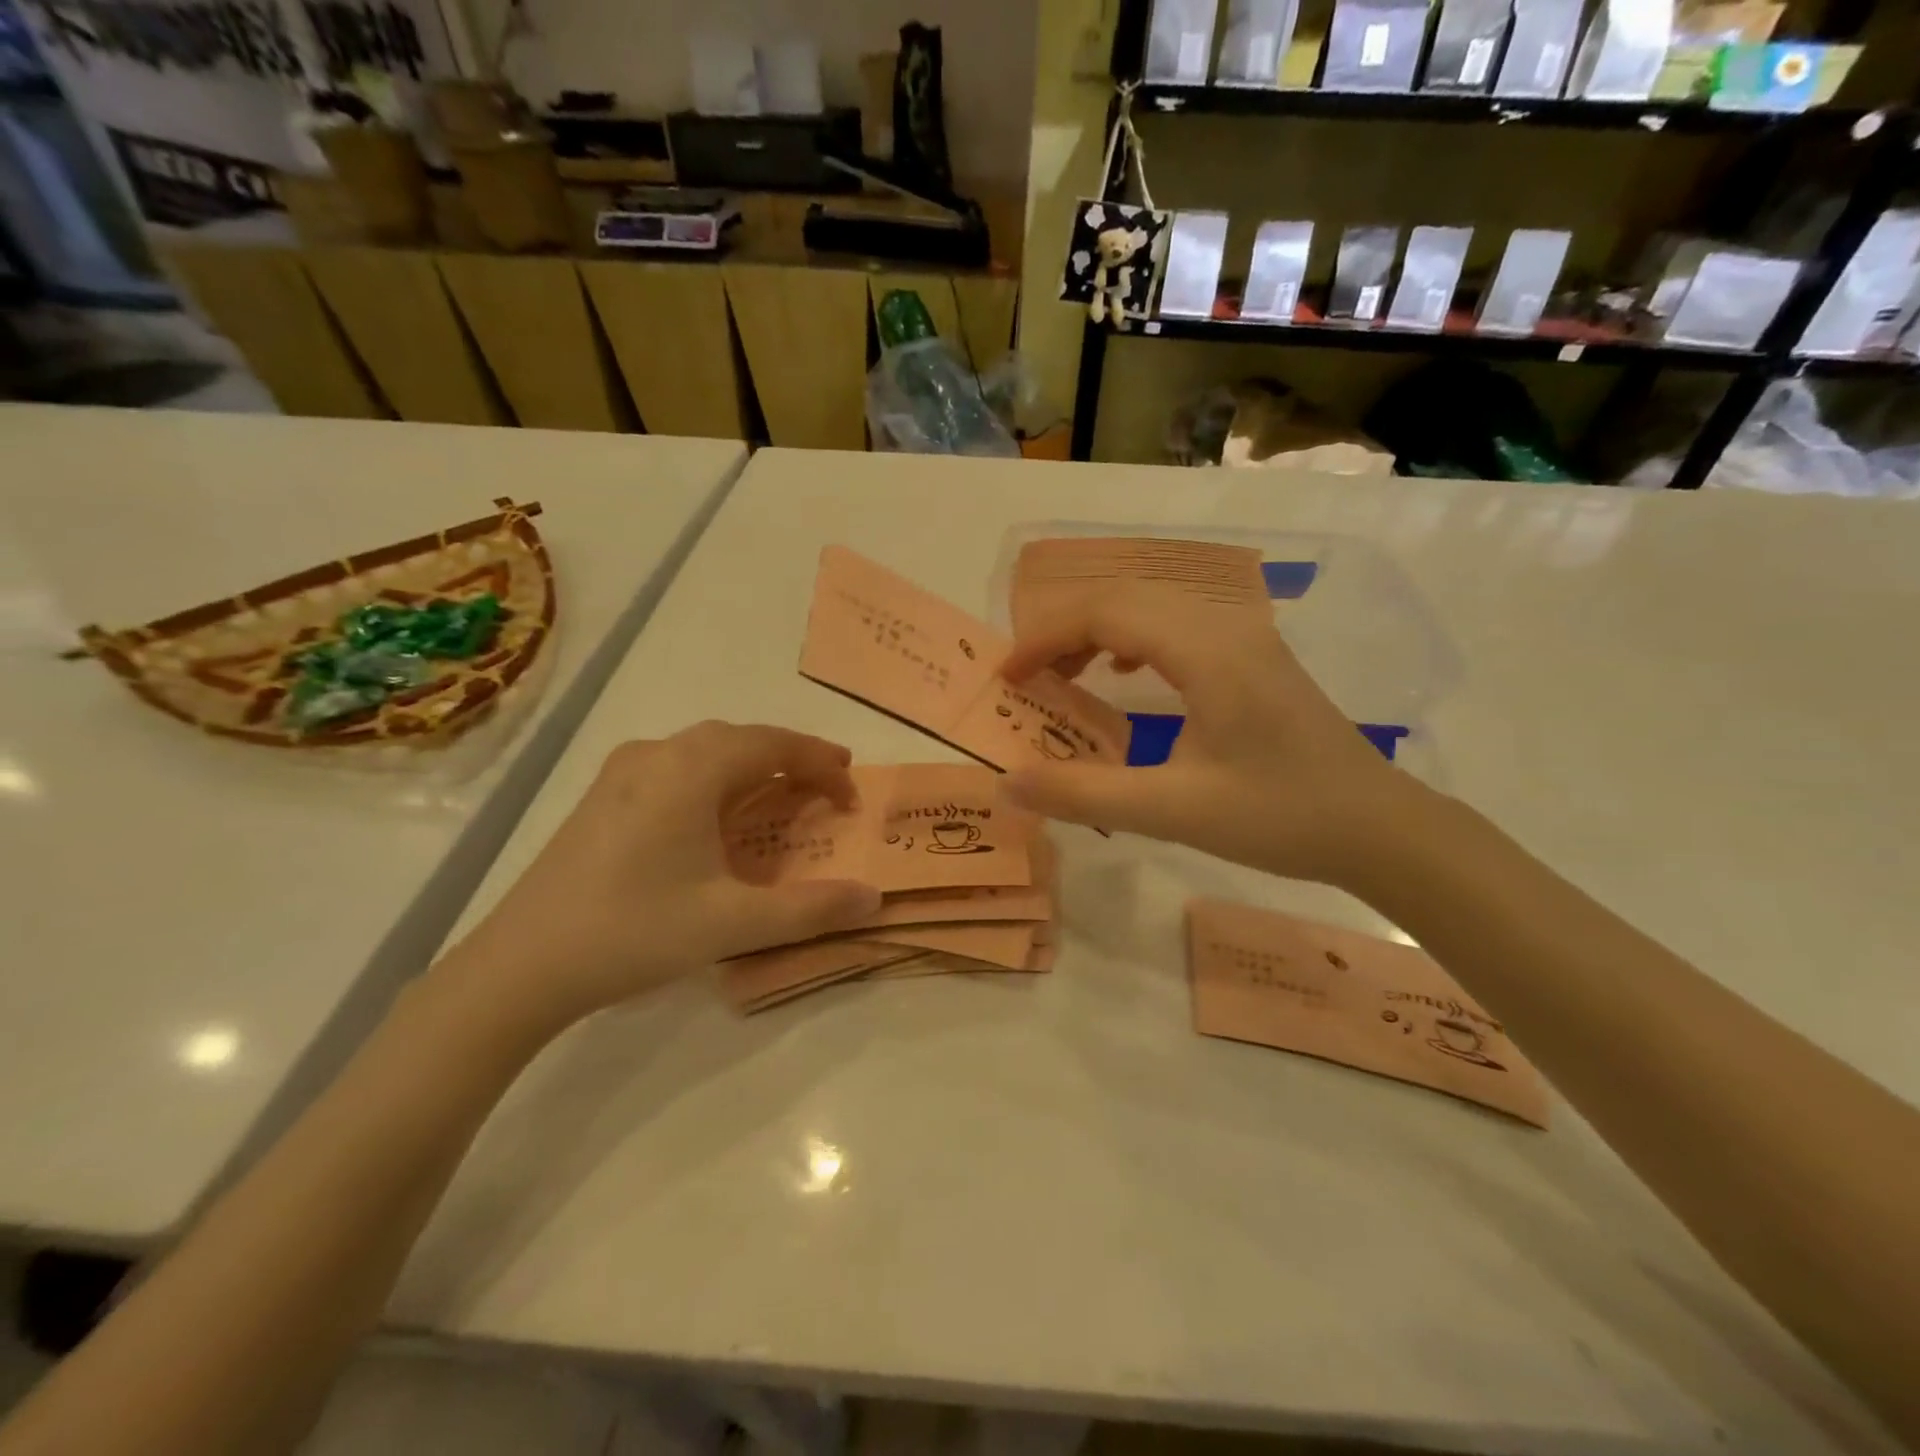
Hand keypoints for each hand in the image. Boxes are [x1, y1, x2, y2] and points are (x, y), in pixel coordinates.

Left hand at [443, 722, 881, 1026]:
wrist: (520, 966)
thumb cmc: (634, 931)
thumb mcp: (733, 924)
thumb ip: (811, 909)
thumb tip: (874, 898)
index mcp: (691, 770)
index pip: (775, 745)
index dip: (821, 764)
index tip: (853, 794)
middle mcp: (657, 754)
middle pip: (741, 739)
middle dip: (791, 758)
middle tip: (828, 787)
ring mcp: (623, 772)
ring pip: (706, 750)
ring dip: (752, 764)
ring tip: (782, 794)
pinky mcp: (603, 796)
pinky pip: (677, 767)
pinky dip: (717, 778)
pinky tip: (717, 814)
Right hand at [1001, 587, 1424, 886]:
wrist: (1380, 829)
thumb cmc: (1280, 818)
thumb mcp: (1173, 812)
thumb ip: (1084, 795)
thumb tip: (1008, 783)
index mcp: (1206, 651)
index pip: (1105, 613)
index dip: (1045, 638)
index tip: (1007, 678)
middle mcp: (1226, 627)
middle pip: (1125, 598)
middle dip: (1066, 631)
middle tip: (1029, 680)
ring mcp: (1247, 638)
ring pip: (1152, 608)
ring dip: (1099, 632)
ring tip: (1068, 675)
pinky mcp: (1255, 659)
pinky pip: (1178, 627)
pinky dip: (1134, 641)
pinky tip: (1127, 674)